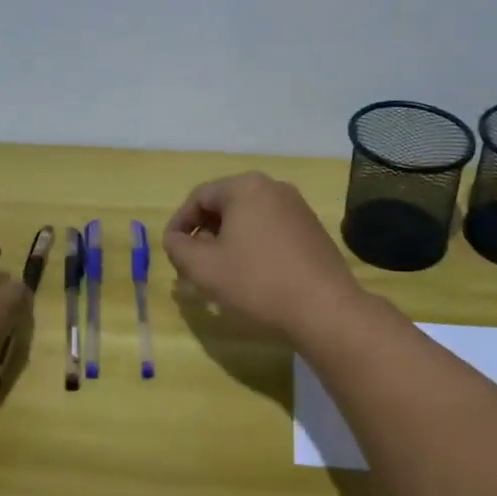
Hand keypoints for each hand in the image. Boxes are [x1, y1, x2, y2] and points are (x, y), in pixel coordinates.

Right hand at [163, 173, 365, 337]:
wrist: (324, 309)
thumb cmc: (257, 282)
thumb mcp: (203, 268)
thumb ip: (178, 247)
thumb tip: (175, 238)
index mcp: (245, 187)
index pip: (199, 197)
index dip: (179, 224)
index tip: (172, 252)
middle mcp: (273, 187)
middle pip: (225, 206)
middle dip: (204, 235)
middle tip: (193, 266)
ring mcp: (297, 208)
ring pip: (249, 220)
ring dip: (228, 243)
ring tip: (220, 275)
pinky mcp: (312, 230)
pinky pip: (271, 231)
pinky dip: (253, 248)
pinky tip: (252, 277)